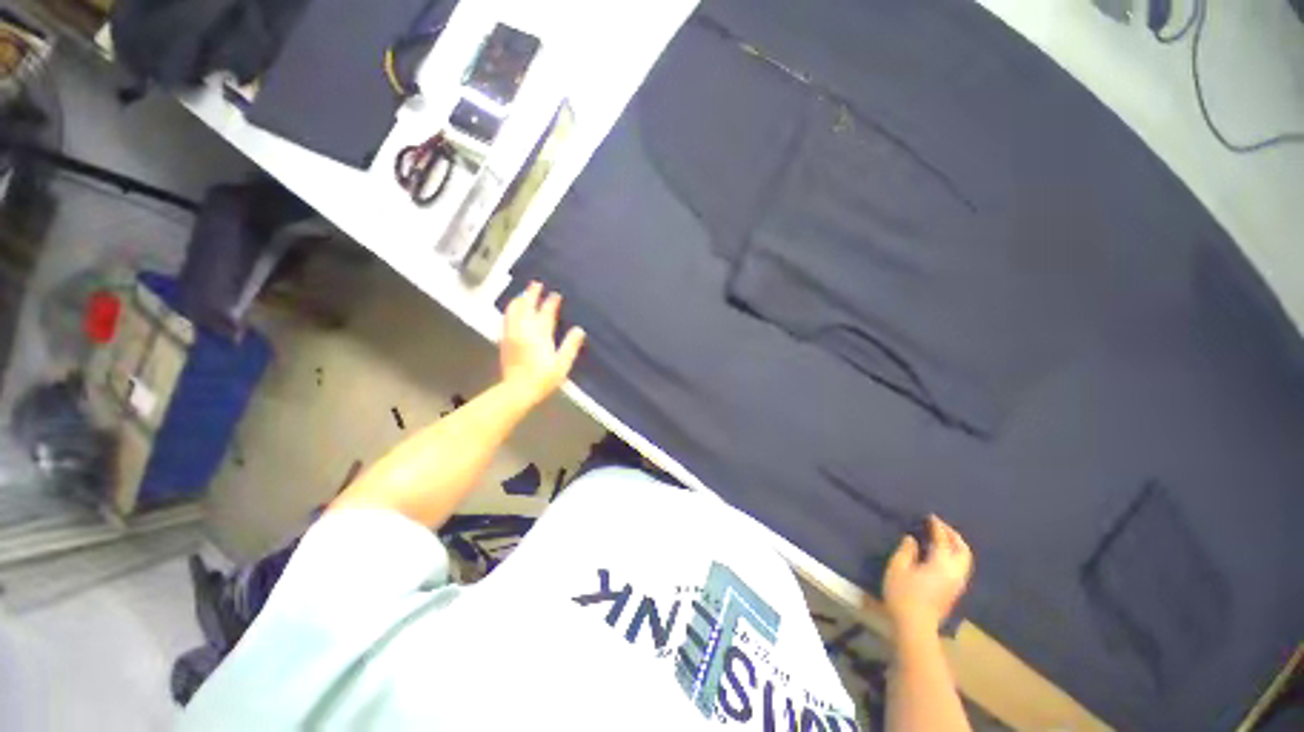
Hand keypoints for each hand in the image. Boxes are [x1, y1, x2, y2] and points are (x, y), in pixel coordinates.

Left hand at [500, 282, 585, 405]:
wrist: (517, 390)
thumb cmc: (543, 378)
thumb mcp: (563, 363)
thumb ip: (570, 345)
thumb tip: (579, 330)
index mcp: (540, 333)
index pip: (546, 312)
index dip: (551, 302)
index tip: (556, 294)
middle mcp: (524, 329)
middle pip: (526, 306)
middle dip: (532, 293)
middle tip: (537, 283)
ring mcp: (512, 334)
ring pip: (513, 310)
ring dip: (519, 299)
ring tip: (524, 294)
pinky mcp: (505, 340)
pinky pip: (507, 318)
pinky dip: (511, 310)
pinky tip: (514, 311)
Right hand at [882, 515, 972, 632]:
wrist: (915, 625)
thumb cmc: (903, 594)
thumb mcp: (897, 568)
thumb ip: (906, 551)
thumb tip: (912, 539)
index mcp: (941, 563)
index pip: (943, 540)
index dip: (937, 527)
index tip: (930, 517)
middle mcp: (955, 572)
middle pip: (962, 549)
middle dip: (953, 535)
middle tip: (941, 526)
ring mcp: (957, 583)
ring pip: (965, 559)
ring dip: (957, 546)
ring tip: (944, 538)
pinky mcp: (955, 591)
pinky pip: (961, 567)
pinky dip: (956, 556)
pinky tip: (944, 556)